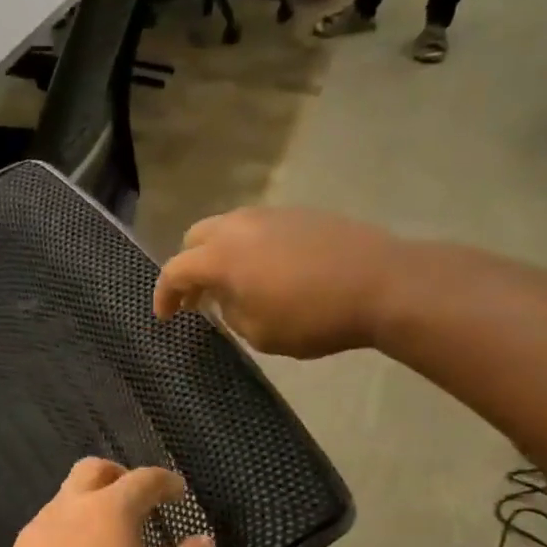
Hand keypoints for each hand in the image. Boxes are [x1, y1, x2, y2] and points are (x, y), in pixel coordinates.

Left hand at [0, 460, 215, 546]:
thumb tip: (202, 541)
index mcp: (110, 511)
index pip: (144, 479)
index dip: (166, 482)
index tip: (179, 493)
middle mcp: (69, 508)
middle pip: (94, 470)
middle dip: (120, 477)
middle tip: (140, 502)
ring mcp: (35, 530)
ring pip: (66, 499)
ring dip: (91, 505)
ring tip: (110, 541)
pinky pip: (48, 529)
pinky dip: (69, 533)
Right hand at [153, 207, 400, 358]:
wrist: (382, 284)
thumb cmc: (313, 317)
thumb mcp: (260, 332)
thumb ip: (230, 313)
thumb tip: (227, 297)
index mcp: (222, 256)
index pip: (175, 270)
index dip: (164, 295)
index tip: (166, 317)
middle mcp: (240, 226)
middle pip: (196, 238)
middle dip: (188, 268)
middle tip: (196, 299)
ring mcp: (272, 215)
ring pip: (227, 228)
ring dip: (218, 255)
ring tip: (231, 287)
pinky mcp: (300, 214)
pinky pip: (258, 228)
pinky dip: (247, 248)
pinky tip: (265, 273)